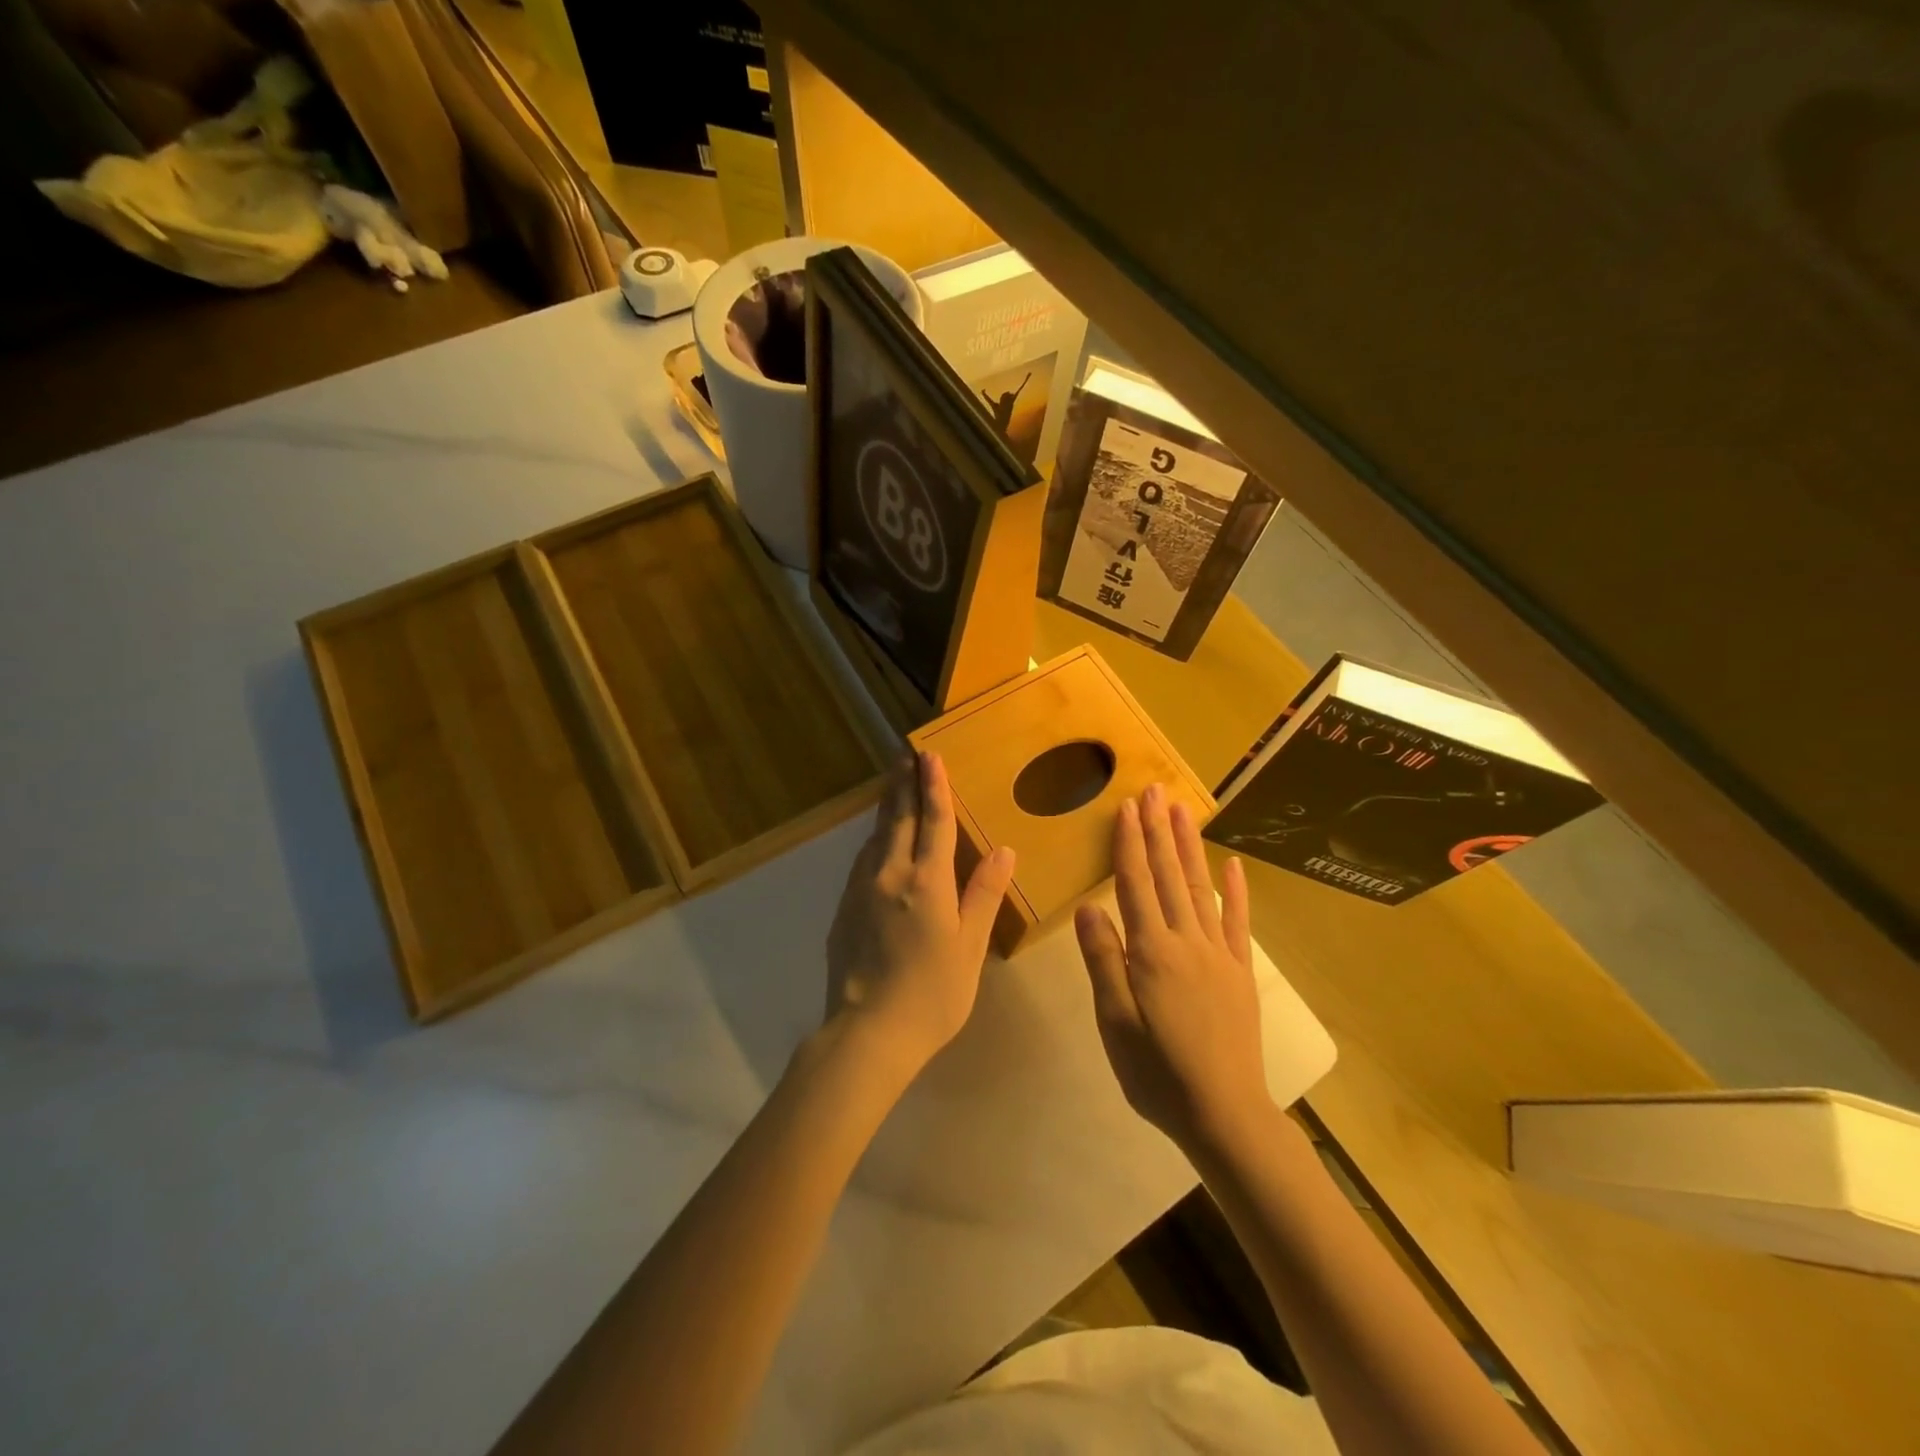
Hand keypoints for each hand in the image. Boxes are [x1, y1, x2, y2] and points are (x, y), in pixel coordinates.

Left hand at [825, 752, 1015, 1074]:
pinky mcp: (844, 908)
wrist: (868, 1033)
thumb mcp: (970, 947)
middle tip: (906, 754)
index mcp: (927, 882)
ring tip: (893, 784)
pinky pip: (863, 860)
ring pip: (876, 836)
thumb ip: (984, 894)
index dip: (935, 787)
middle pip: (899, 819)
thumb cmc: (933, 994)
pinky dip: (874, 838)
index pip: (933, 822)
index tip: (931, 755)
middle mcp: (890, 875)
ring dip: (888, 806)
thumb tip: (1002, 849)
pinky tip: (877, 840)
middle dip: (905, 784)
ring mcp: (861, 890)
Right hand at [1075, 784, 1271, 1152]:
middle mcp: (1186, 942)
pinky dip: (1236, 892)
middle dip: (1159, 830)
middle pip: (1169, 876)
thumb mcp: (1115, 1023)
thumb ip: (1103, 961)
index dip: (1129, 843)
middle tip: (1156, 790)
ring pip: (1200, 889)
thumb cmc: (1157, 1073)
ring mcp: (1218, 954)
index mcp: (1151, 952)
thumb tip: (1089, 907)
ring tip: (1183, 811)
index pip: (1136, 884)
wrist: (1224, 1114)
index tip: (1127, 806)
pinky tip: (1233, 866)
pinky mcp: (1239, 972)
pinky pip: (1238, 923)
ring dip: (1189, 847)